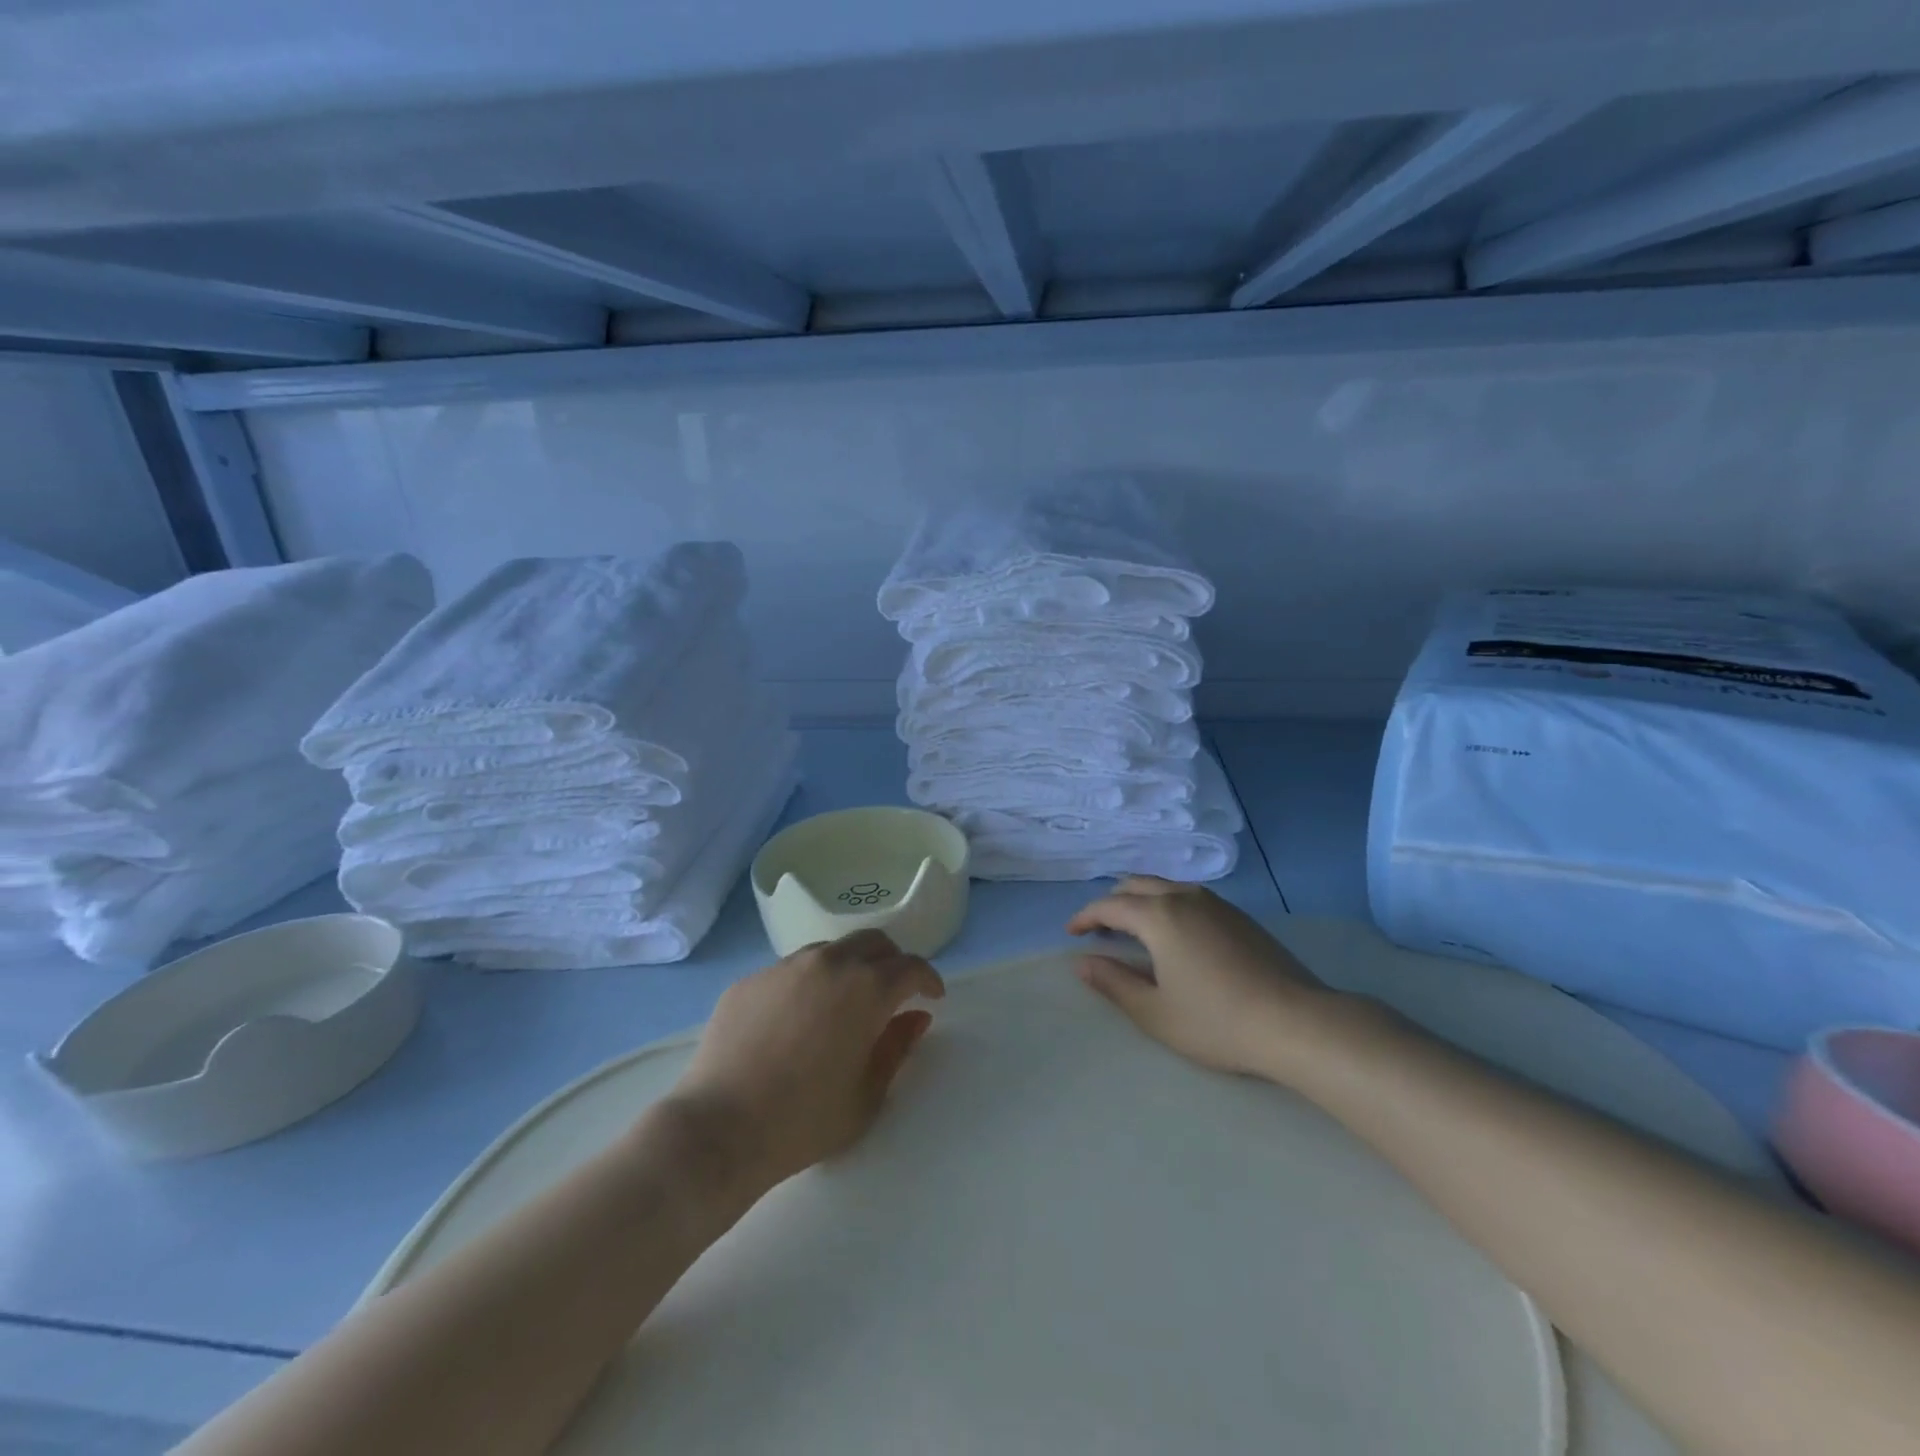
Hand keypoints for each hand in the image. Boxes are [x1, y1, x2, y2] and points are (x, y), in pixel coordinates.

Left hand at [669, 930, 944, 1191]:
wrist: (720, 1128)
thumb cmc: (805, 1120)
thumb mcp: (868, 1094)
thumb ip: (898, 1048)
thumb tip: (916, 1017)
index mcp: (867, 988)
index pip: (911, 967)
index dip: (928, 979)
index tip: (932, 997)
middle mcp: (830, 963)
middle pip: (873, 942)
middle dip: (892, 962)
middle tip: (893, 992)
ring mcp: (785, 966)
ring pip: (831, 949)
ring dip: (849, 967)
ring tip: (843, 1003)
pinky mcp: (751, 979)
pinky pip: (790, 969)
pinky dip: (808, 983)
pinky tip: (796, 1020)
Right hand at [1067, 877, 1332, 1078]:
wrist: (1296, 1022)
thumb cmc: (1217, 1021)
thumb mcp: (1155, 1011)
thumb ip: (1113, 982)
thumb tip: (1082, 962)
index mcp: (1158, 916)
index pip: (1109, 906)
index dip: (1085, 917)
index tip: (1072, 933)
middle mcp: (1184, 897)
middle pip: (1136, 885)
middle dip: (1111, 903)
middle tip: (1100, 930)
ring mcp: (1215, 903)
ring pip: (1165, 886)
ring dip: (1140, 900)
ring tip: (1133, 930)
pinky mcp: (1239, 916)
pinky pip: (1188, 896)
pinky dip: (1167, 905)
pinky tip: (1174, 935)